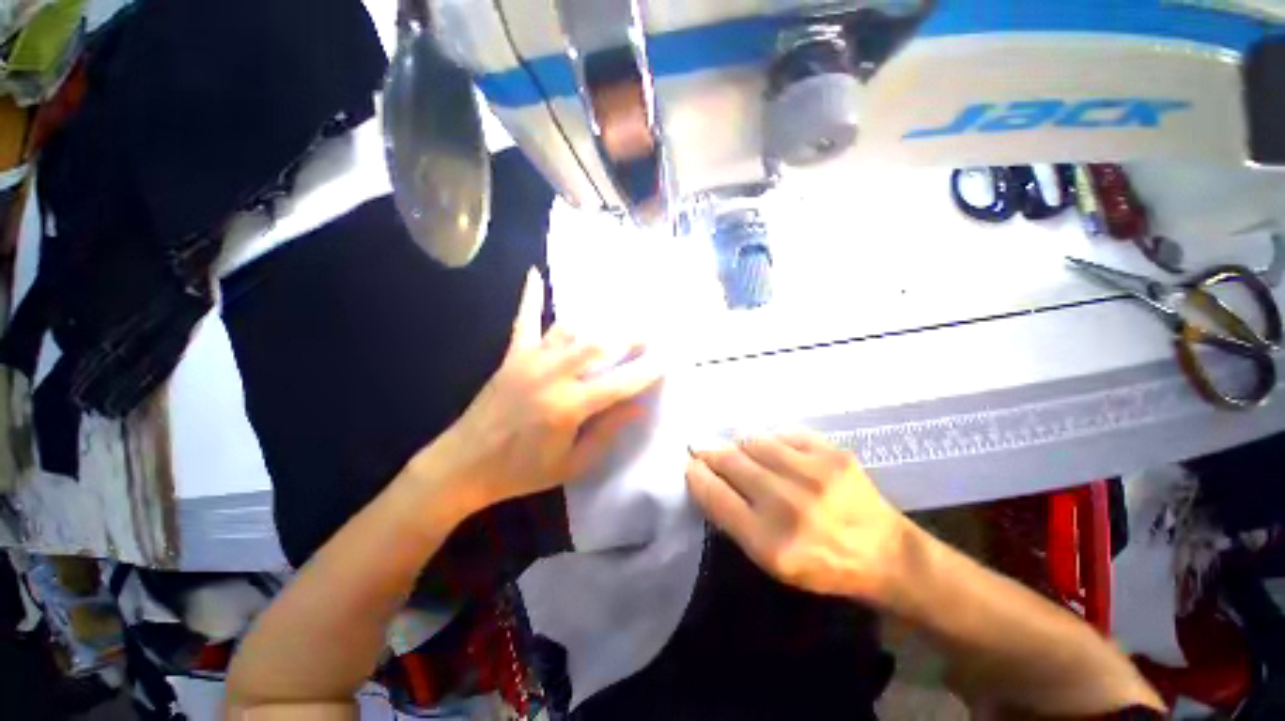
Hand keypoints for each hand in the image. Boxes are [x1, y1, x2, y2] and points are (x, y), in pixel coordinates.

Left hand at [417, 268, 660, 510]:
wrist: (463, 465)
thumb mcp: (572, 464)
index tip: (667, 359)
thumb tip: (638, 405)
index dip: (646, 371)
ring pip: (571, 330)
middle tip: (651, 332)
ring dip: (599, 322)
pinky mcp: (512, 356)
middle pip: (599, 346)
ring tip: (620, 318)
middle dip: (630, 337)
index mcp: (568, 406)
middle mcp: (552, 375)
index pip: (619, 383)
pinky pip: (524, 321)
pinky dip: (531, 297)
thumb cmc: (522, 471)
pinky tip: (534, 273)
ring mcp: (530, 361)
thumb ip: (607, 432)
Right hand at [686, 433, 907, 602]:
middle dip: (712, 454)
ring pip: (754, 442)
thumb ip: (734, 520)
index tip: (689, 463)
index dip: (696, 474)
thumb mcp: (771, 562)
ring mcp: (814, 473)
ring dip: (742, 447)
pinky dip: (773, 443)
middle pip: (730, 461)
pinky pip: (784, 435)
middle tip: (706, 451)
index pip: (715, 494)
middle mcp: (789, 504)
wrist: (885, 553)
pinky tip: (777, 454)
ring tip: (744, 454)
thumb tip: (706, 477)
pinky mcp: (833, 453)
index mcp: (770, 542)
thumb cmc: (821, 564)